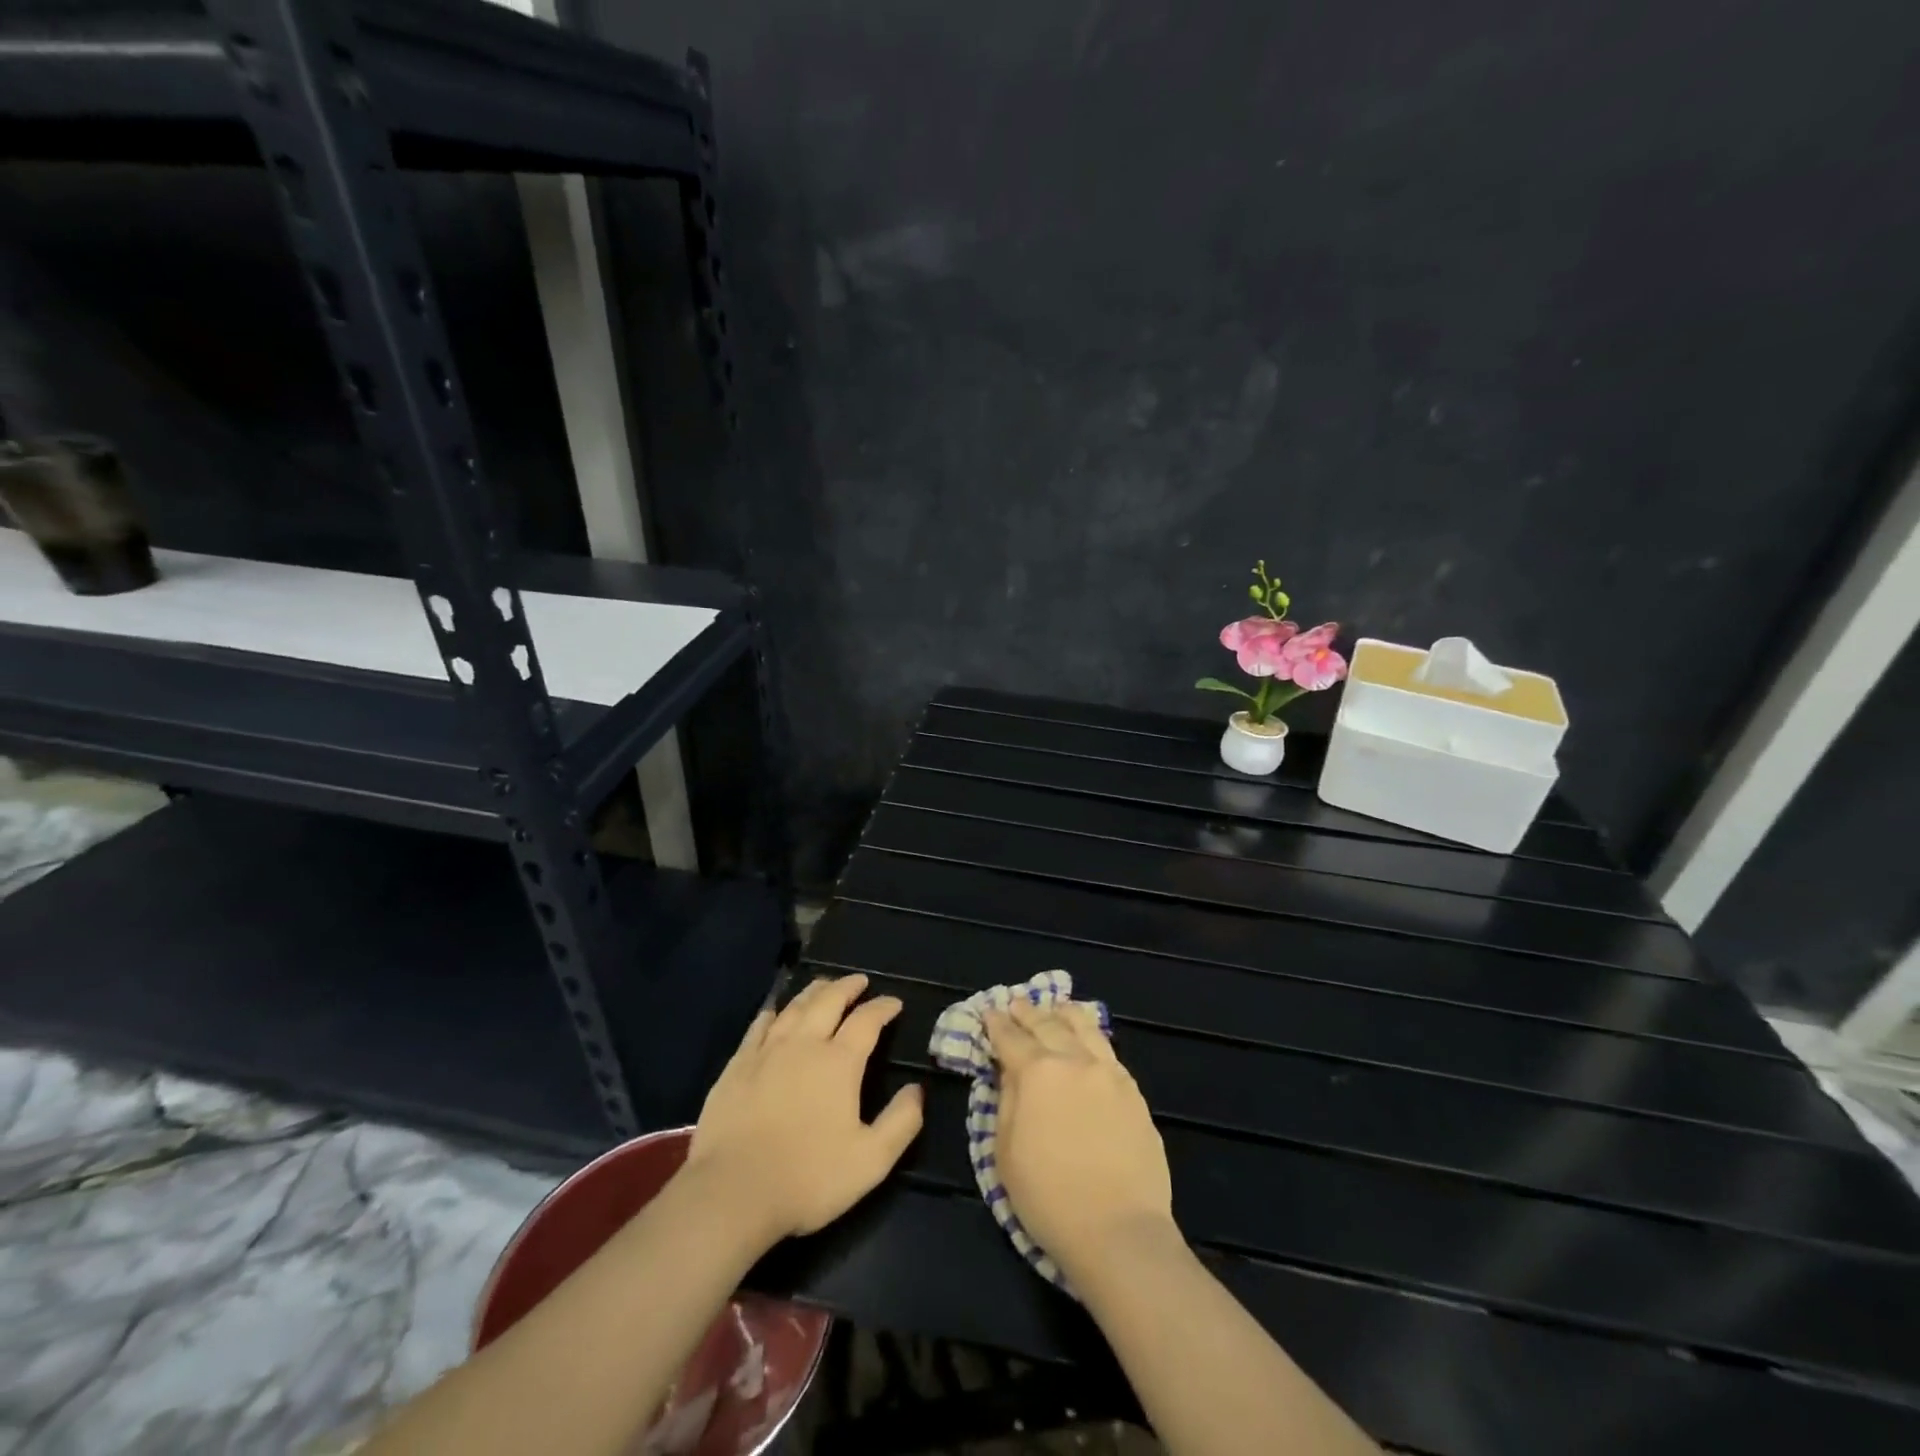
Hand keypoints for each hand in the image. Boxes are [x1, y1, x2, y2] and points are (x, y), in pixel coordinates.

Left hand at [686, 974, 923, 1245]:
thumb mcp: (870, 1160)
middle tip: (859, 981)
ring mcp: (766, 1052)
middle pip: (828, 1001)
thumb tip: (916, 1090)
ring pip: (794, 1008)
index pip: (867, 1021)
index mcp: (839, 1062)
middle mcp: (804, 1045)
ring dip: (813, 992)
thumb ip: (900, 1122)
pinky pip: (758, 1027)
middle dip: (848, 987)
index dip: (883, 1007)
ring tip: (824, 986)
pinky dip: (772, 1013)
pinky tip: (774, 1012)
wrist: (732, 1193)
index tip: (894, 1003)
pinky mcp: (736, 1067)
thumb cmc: (808, 1178)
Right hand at [984, 1000, 1174, 1279]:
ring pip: (1083, 1027)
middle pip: (1047, 1024)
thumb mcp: (1006, 1153)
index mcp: (1037, 1073)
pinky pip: (1107, 1049)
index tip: (989, 1013)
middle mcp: (1074, 1060)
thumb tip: (1009, 1072)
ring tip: (1055, 1007)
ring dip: (1063, 1014)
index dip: (996, 1024)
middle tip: (1016, 1004)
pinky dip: (1091, 1034)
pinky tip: (1087, 1036)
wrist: (1119, 1232)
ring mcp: (1108, 1072)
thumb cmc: (1050, 1199)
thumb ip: (1006, 1101)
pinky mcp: (1132, 1091)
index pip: (1010, 1038)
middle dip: (1027, 1012)